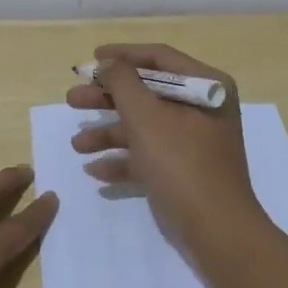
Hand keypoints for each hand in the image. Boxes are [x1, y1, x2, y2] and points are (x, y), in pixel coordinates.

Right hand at [66, 43, 265, 247]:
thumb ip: (122, 83)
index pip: (158, 57)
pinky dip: (123, 160)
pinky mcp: (184, 171)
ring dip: (108, 133)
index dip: (122, 56)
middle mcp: (202, 109)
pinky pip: (148, 156)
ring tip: (77, 145)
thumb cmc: (182, 164)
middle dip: (107, 98)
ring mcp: (193, 142)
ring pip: (143, 127)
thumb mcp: (146, 117)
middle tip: (72, 100)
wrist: (216, 232)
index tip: (90, 60)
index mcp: (206, 86)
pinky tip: (95, 170)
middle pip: (146, 93)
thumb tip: (109, 64)